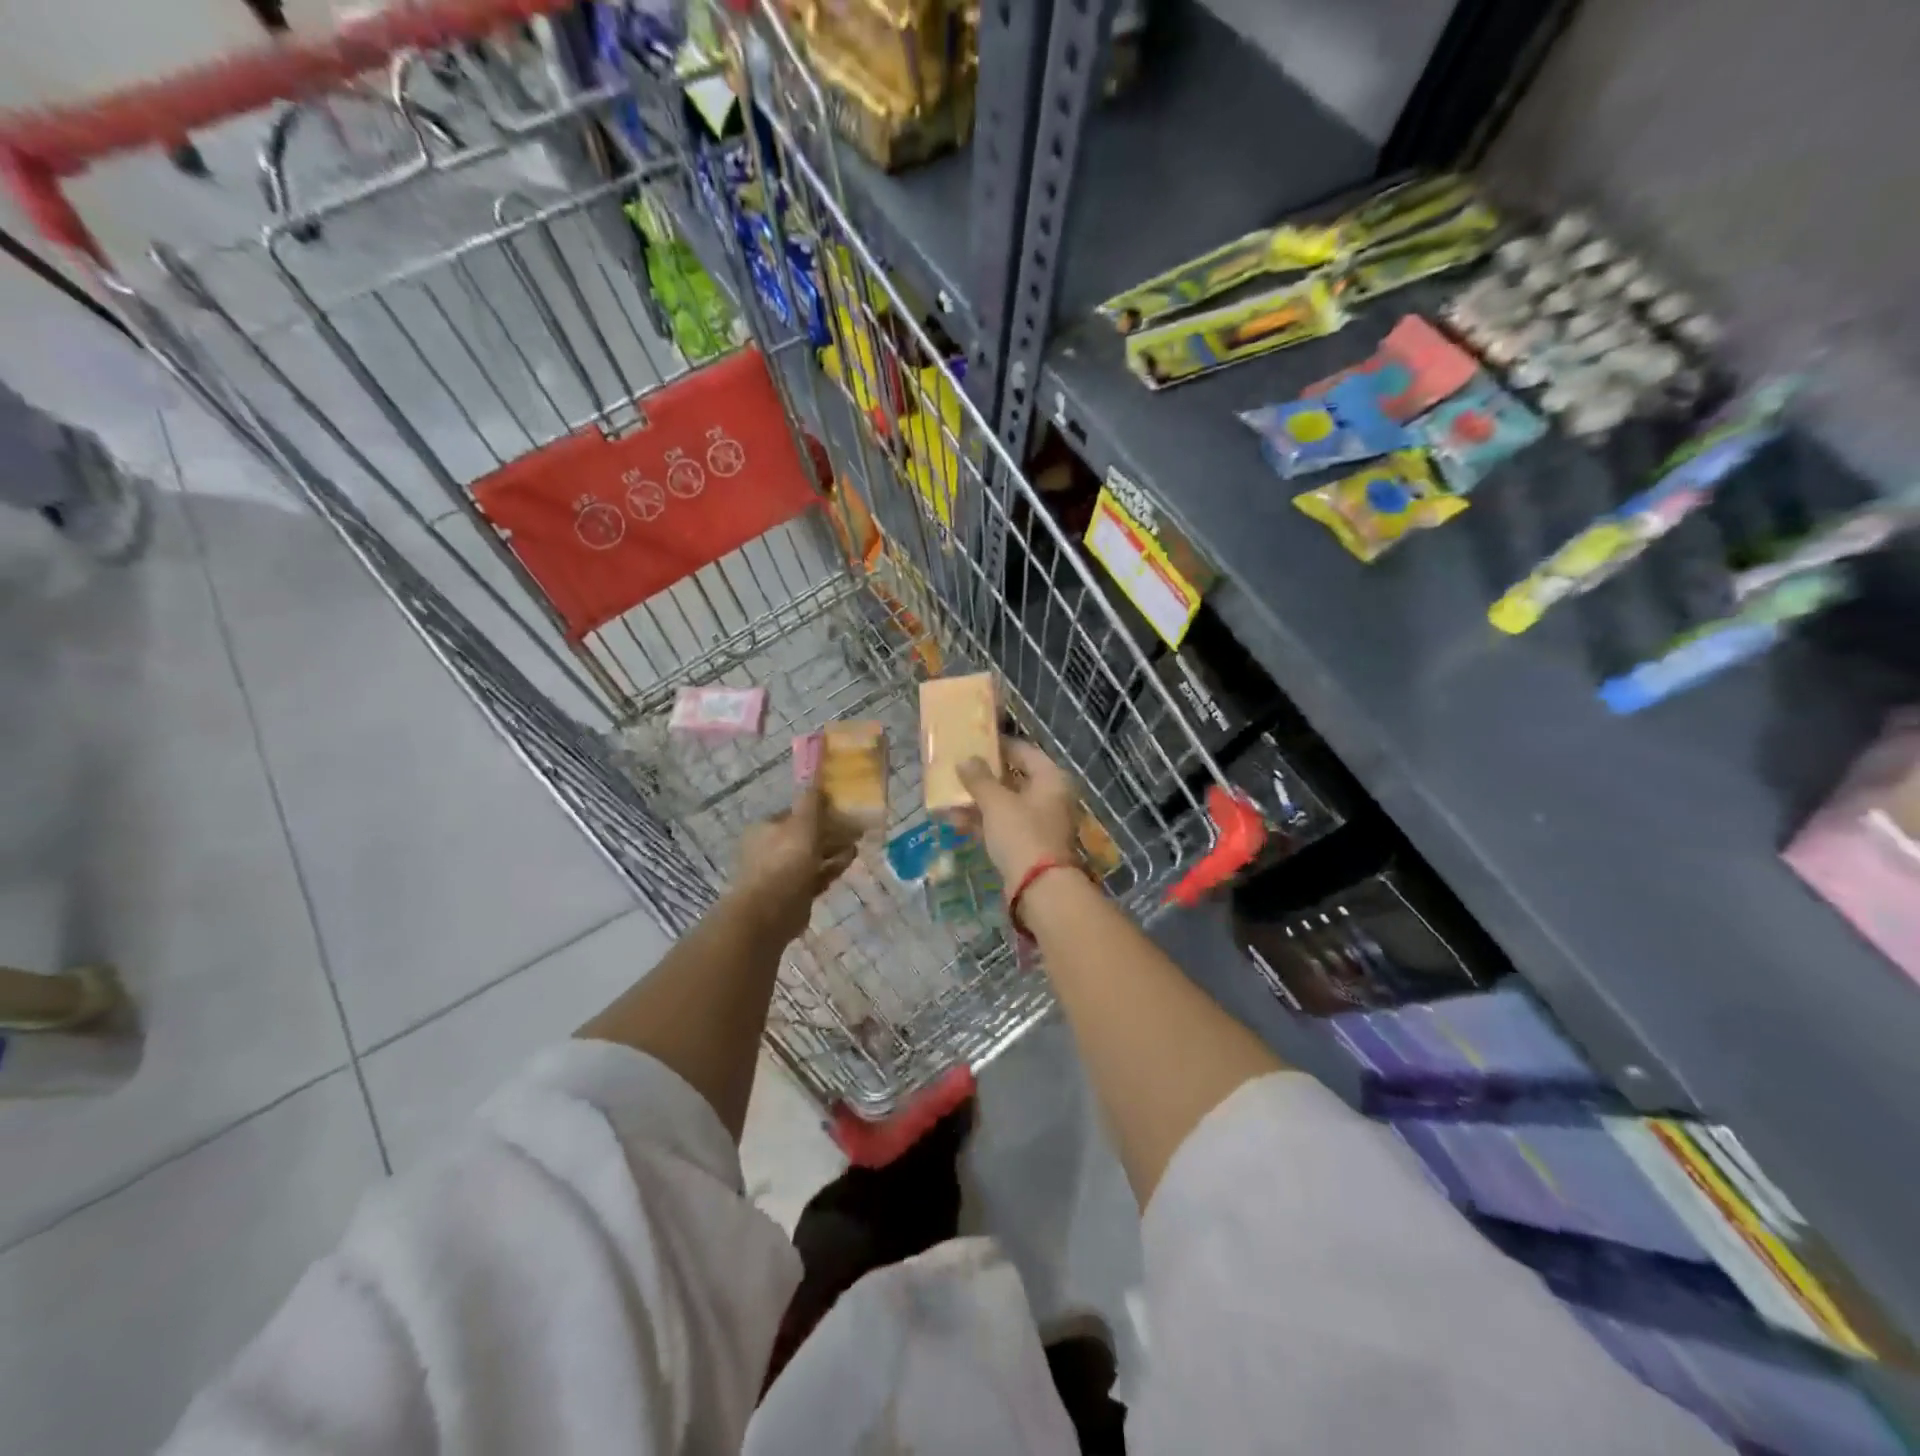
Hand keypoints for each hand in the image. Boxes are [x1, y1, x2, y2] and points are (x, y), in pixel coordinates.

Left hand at [729, 788, 858, 943]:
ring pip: (813, 856)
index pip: (795, 813)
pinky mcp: (794, 894)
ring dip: (834, 850)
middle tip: (855, 829)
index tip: (842, 809)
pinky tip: (848, 862)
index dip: (819, 810)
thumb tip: (816, 778)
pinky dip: (831, 868)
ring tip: (856, 845)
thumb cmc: (785, 860)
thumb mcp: (802, 823)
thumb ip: (811, 801)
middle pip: (805, 835)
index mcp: (766, 829)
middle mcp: (770, 849)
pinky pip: (816, 876)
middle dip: (830, 832)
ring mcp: (782, 873)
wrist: (771, 912)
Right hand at [956, 739, 1080, 888]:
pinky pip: (1003, 825)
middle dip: (984, 776)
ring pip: (1006, 804)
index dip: (998, 746)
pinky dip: (982, 822)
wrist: (1039, 888)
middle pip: (1014, 778)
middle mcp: (1049, 797)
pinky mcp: (1028, 844)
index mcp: (1051, 779)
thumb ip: (979, 779)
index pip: (1024, 751)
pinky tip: (955, 821)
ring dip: (978, 801)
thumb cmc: (1022, 834)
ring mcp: (1040, 822)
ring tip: (948, 797)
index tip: (973, 742)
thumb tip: (966, 760)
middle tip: (957, 769)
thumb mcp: (997, 803)